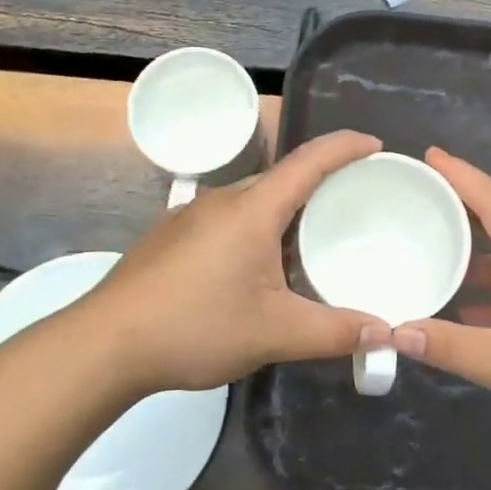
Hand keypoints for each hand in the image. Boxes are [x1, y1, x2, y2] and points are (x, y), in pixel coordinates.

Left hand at [84, 130, 389, 394]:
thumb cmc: (195, 327)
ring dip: (284, 212)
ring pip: (251, 201)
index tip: (376, 146)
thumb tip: (385, 333)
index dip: (346, 147)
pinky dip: (255, 229)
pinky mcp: (170, 236)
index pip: (309, 160)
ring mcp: (190, 216)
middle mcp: (222, 200)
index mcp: (252, 209)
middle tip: (352, 204)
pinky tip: (254, 268)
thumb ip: (334, 332)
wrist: (105, 344)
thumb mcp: (274, 333)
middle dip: (319, 184)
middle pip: (281, 179)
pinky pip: (227, 220)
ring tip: (309, 239)